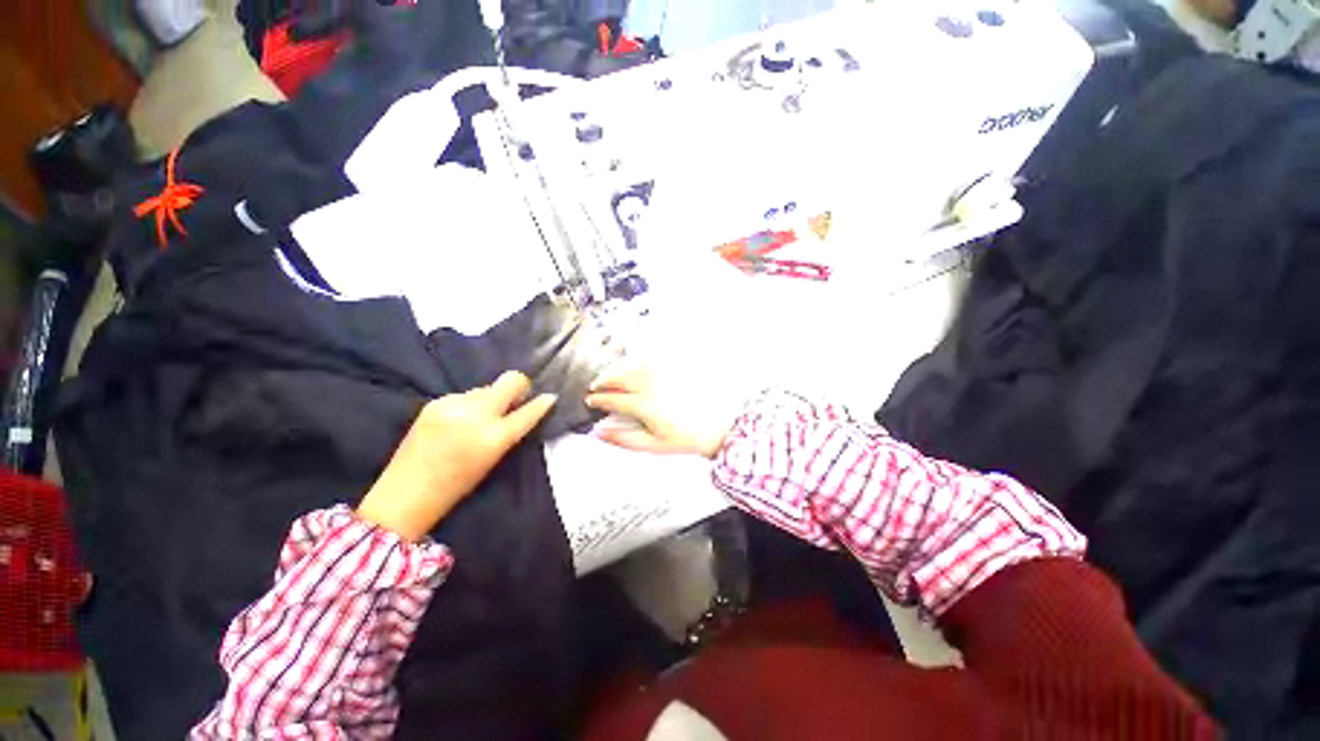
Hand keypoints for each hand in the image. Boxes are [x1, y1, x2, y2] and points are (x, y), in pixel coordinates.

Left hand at [357, 371, 555, 540]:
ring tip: (478, 417)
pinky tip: (457, 421)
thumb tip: (520, 408)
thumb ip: (509, 432)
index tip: (550, 396)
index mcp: (495, 437)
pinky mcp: (435, 402)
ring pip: (485, 388)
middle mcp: (477, 415)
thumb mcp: (493, 460)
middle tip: (516, 397)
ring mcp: (454, 405)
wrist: (405, 494)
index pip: (529, 411)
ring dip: (489, 398)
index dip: (543, 403)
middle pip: (510, 380)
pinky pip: (464, 395)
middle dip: (519, 385)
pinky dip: (468, 404)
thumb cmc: (457, 485)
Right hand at [586, 362, 733, 458]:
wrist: (718, 427)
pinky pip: (651, 358)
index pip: (613, 399)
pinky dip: (636, 360)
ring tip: (610, 374)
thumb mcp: (653, 445)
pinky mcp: (676, 367)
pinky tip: (633, 364)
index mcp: (644, 405)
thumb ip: (623, 439)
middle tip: (596, 385)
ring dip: (617, 368)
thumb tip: (598, 432)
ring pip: (633, 364)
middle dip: (604, 380)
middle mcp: (652, 385)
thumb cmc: (686, 439)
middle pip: (620, 377)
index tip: (591, 400)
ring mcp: (664, 374)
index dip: (599, 400)